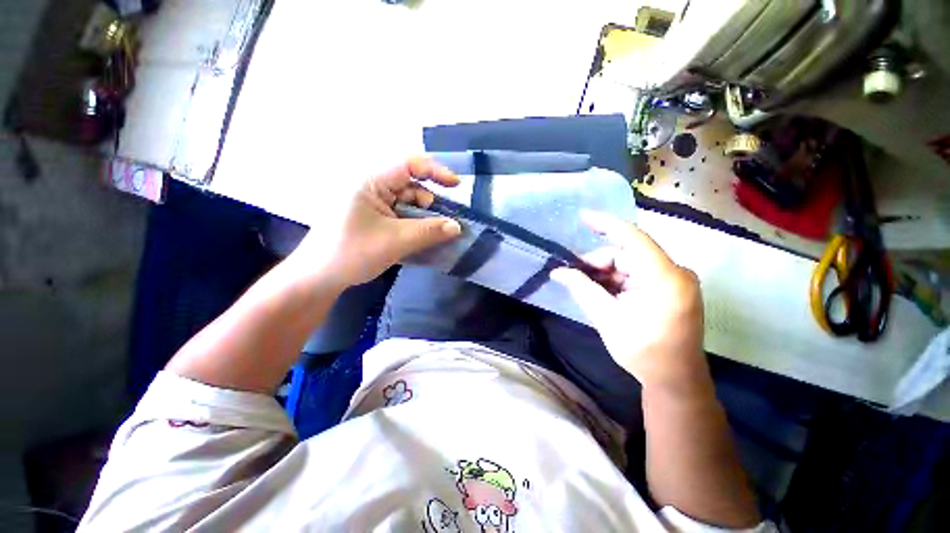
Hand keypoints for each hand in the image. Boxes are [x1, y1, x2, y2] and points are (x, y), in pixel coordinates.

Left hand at [292, 156, 461, 287]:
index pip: (408, 164)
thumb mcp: (395, 241)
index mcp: (370, 182)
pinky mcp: (374, 217)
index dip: (435, 171)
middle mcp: (372, 187)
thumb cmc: (352, 253)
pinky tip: (422, 238)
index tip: (456, 185)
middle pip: (411, 186)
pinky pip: (401, 215)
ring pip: (408, 203)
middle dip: (430, 204)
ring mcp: (372, 203)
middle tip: (444, 224)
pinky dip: (415, 225)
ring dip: (424, 217)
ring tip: (434, 236)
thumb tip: (457, 227)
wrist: (319, 277)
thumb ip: (429, 232)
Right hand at [551, 211, 709, 393]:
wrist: (675, 379)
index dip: (606, 224)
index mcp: (664, 277)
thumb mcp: (606, 317)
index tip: (582, 216)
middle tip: (573, 275)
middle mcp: (675, 272)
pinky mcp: (671, 288)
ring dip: (606, 274)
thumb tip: (558, 272)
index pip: (632, 238)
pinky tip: (603, 292)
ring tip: (586, 287)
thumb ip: (581, 288)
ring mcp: (675, 280)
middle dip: (598, 263)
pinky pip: (638, 275)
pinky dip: (617, 281)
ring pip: (630, 265)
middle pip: (627, 254)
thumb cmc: (642, 351)